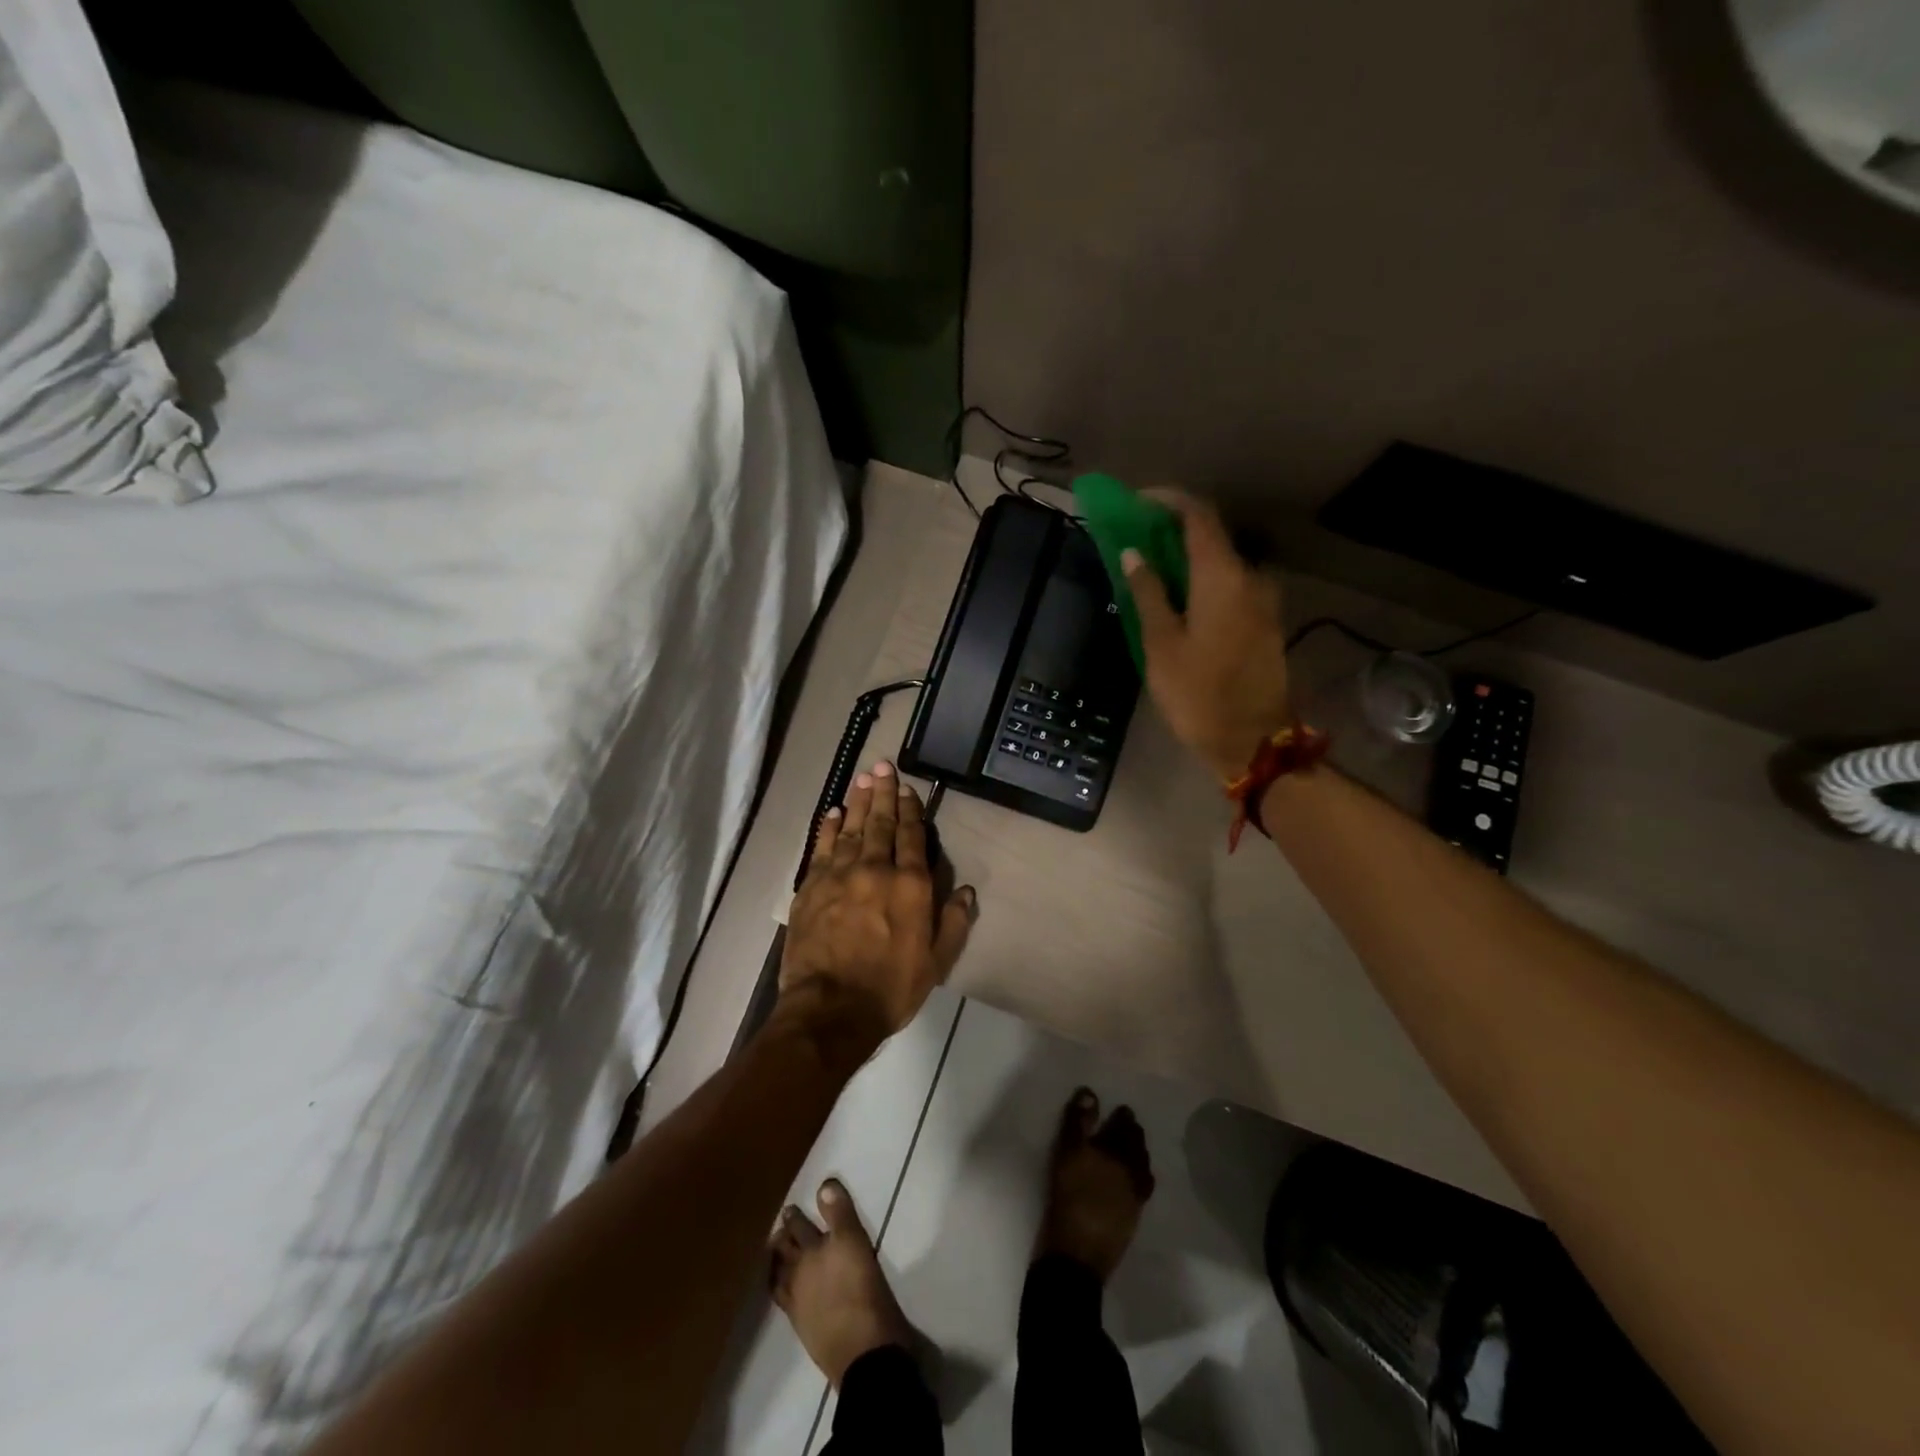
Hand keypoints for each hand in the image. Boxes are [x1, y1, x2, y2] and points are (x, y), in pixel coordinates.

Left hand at [780, 761, 976, 1040]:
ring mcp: (840, 875)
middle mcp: (876, 870)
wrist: (830, 1008)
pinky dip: (828, 827)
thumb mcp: (936, 962)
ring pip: (851, 828)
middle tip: (883, 766)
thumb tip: (966, 890)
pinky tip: (832, 812)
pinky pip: (822, 847)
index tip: (908, 787)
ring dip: (858, 801)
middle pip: (880, 822)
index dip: (911, 809)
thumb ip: (954, 922)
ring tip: (863, 778)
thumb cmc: (890, 988)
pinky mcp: (811, 886)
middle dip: (884, 793)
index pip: (911, 835)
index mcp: (910, 885)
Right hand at [1123, 491, 1292, 782]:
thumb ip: (1148, 593)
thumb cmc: (1199, 694)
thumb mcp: (1161, 645)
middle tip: (1135, 538)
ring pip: (1220, 564)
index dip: (1166, 501)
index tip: (1135, 502)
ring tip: (1151, 572)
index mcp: (1223, 577)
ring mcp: (1262, 601)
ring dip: (1187, 559)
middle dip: (1171, 531)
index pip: (1198, 515)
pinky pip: (1230, 586)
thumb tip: (1134, 554)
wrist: (1254, 741)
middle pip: (1211, 537)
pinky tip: (1178, 599)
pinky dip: (1203, 581)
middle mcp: (1250, 578)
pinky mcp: (1265, 622)